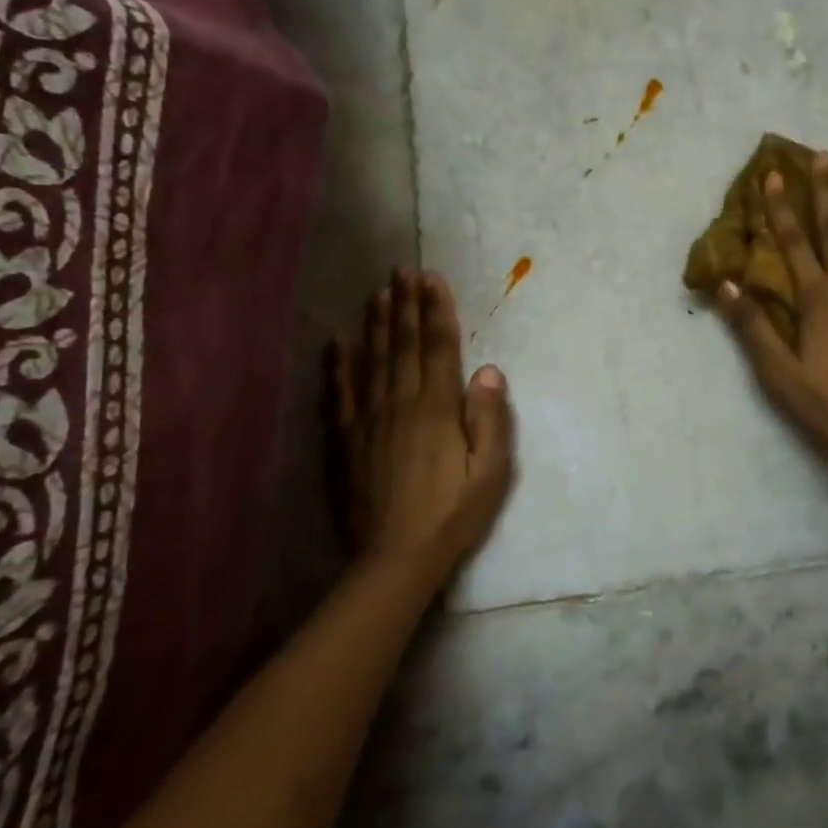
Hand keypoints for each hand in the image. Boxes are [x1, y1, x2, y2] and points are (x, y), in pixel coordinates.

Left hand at [331, 269, 515, 586]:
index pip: (438, 347)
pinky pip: (340, 394)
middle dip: (404, 304)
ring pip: (371, 361)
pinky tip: (336, 343)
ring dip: (375, 324)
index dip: (436, 310)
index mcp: (437, 409)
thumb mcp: (491, 472)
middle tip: (402, 270)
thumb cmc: (453, 514)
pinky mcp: (346, 441)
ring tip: (377, 292)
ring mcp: (368, 420)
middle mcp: (400, 404)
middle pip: (402, 345)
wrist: (396, 557)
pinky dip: (338, 366)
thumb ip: (490, 419)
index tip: (432, 278)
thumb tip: (488, 370)